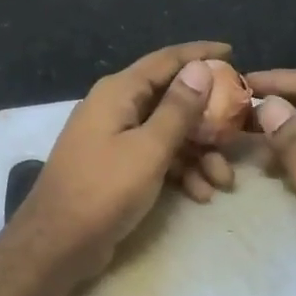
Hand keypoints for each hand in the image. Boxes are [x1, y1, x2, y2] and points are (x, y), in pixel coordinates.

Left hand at [3, 42, 231, 290]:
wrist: (57, 243)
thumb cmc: (104, 189)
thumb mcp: (149, 149)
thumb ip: (178, 108)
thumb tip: (200, 68)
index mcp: (119, 92)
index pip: (166, 60)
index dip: (200, 54)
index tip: (233, 52)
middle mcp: (116, 107)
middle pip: (171, 99)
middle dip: (208, 119)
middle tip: (238, 132)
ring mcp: (114, 137)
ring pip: (168, 133)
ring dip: (198, 153)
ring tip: (224, 181)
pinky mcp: (116, 166)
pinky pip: (156, 156)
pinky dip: (179, 171)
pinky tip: (200, 194)